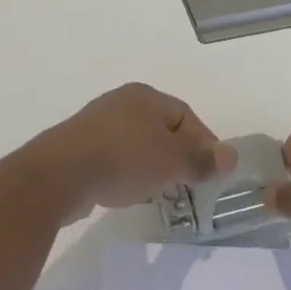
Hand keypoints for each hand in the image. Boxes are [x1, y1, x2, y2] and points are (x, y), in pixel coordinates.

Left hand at [29, 83, 235, 221]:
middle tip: (188, 184)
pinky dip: (126, 173)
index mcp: (146, 96)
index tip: (211, 171)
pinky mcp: (76, 148)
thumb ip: (202, 160)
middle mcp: (121, 103)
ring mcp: (95, 125)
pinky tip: (126, 193)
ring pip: (136, 144)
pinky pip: (113, 158)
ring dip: (151, 166)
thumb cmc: (124, 159)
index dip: (203, 142)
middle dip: (177, 156)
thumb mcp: (172, 162)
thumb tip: (231, 156)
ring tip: (159, 192)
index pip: (186, 115)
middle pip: (161, 129)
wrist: (59, 176)